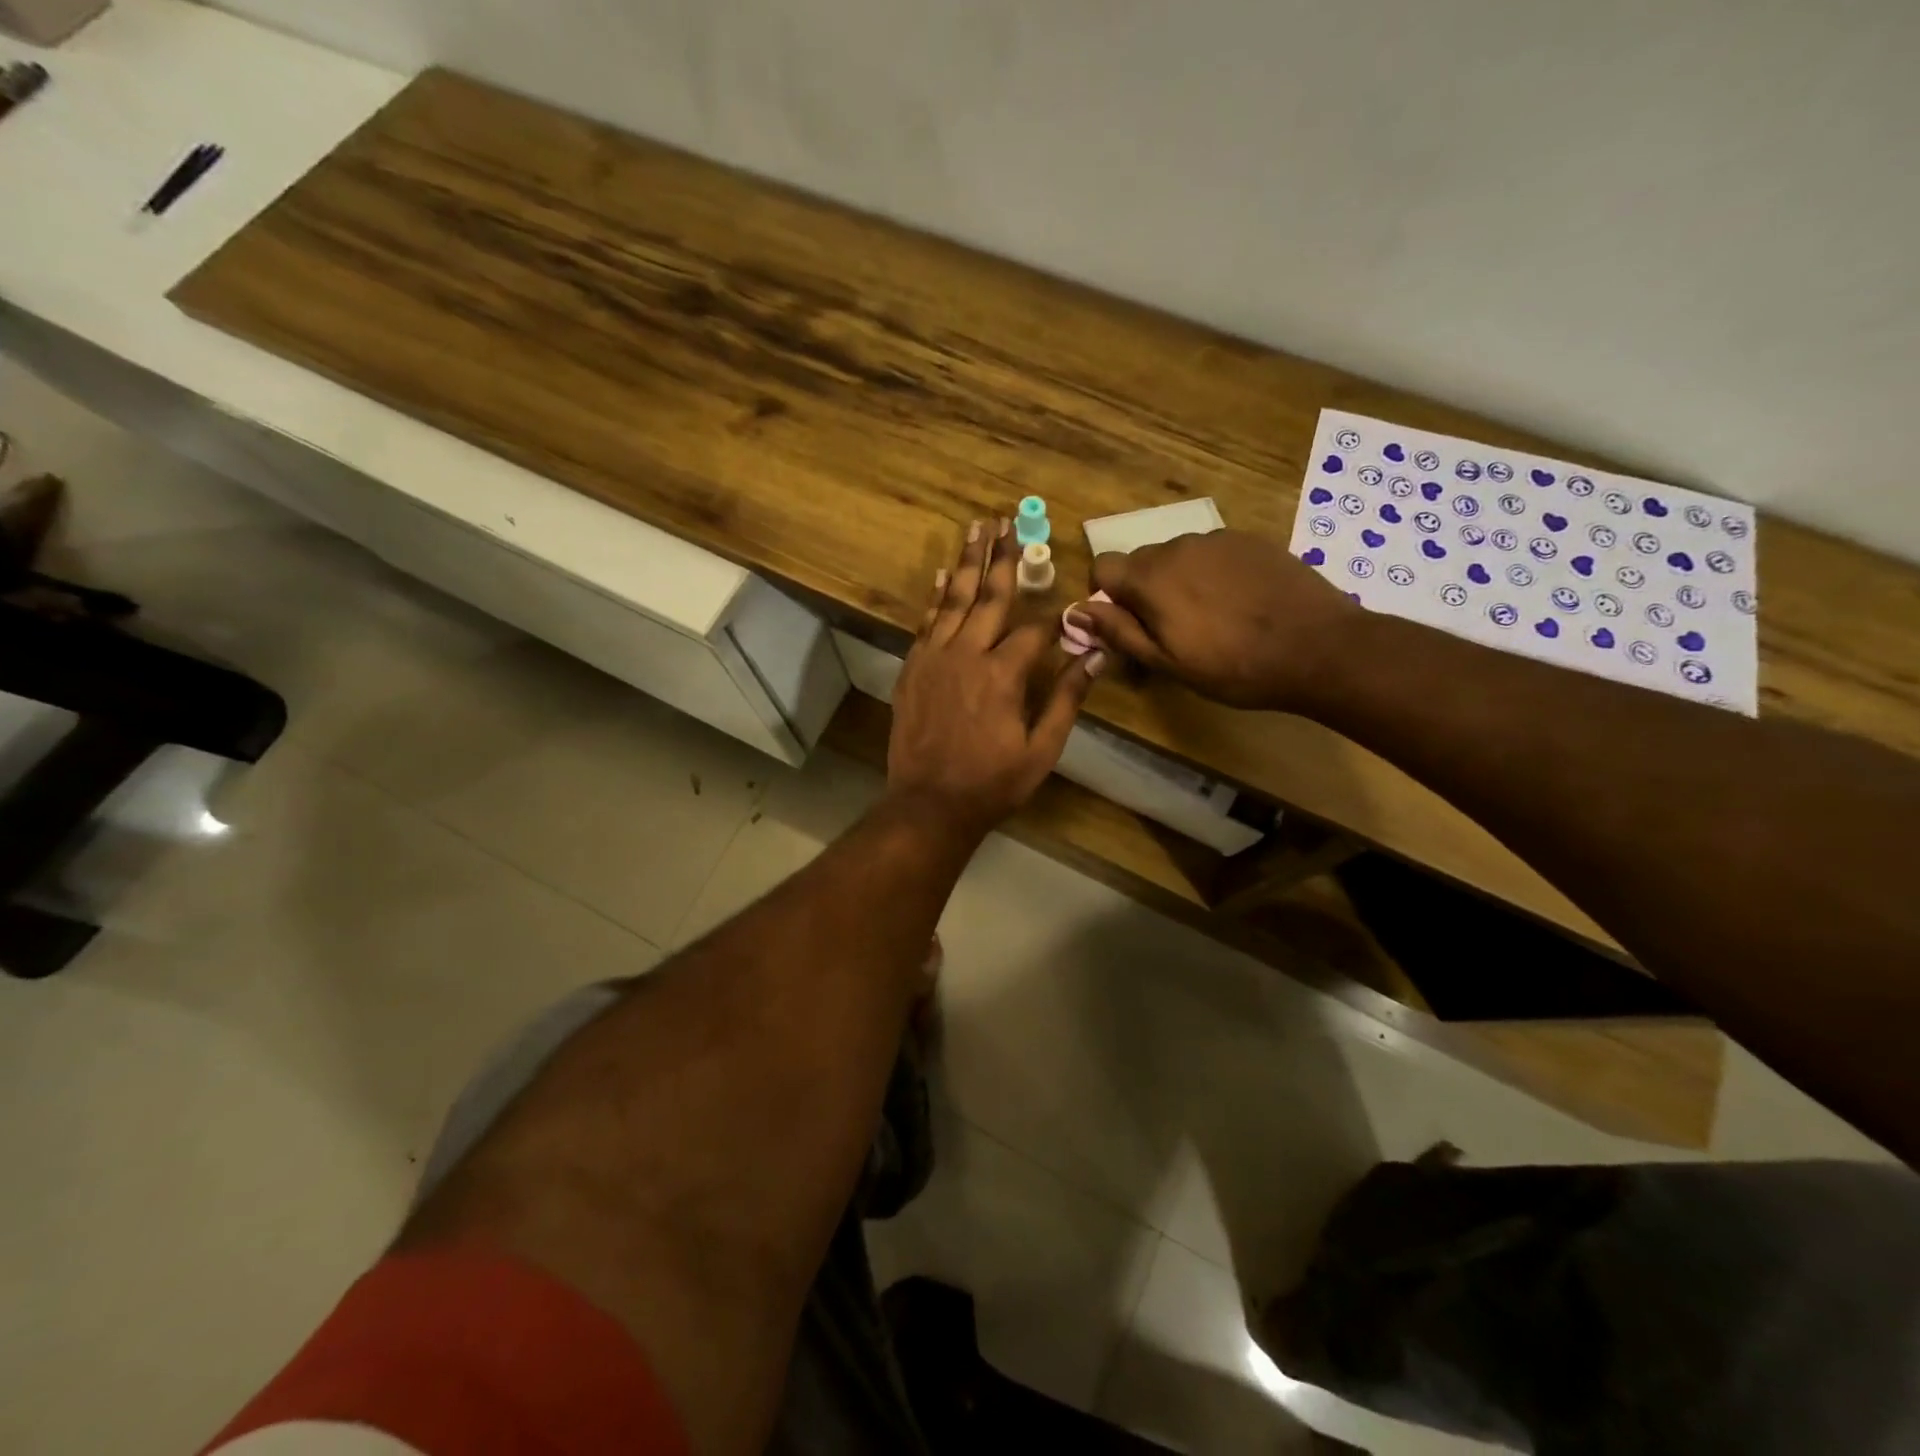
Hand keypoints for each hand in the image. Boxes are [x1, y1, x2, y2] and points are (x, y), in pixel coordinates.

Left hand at [888, 518, 1104, 838]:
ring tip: (976, 527)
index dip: (1054, 618)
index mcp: (1003, 674)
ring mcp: (934, 658)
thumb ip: (1066, 699)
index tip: (1068, 605)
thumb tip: (1096, 656)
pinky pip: (926, 622)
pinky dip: (935, 597)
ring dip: (967, 562)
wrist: (928, 803)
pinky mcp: (912, 668)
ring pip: (953, 599)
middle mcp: (967, 654)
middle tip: (1007, 519)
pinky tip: (942, 575)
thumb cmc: (992, 782)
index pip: (1035, 630)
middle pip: (989, 596)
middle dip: (1002, 556)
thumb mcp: (1041, 749)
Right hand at [1068, 531, 1360, 710]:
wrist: (1317, 647)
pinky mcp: (1251, 540)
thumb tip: (1075, 611)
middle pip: (1141, 561)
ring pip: (1178, 556)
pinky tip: (1240, 603)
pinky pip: (1213, 553)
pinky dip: (1213, 573)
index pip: (1103, 567)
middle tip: (1171, 630)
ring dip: (1179, 581)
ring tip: (1212, 617)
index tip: (1127, 624)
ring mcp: (1218, 539)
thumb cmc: (1233, 666)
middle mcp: (1178, 545)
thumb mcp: (1167, 662)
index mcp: (1151, 577)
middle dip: (1144, 591)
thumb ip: (1118, 632)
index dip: (1106, 596)